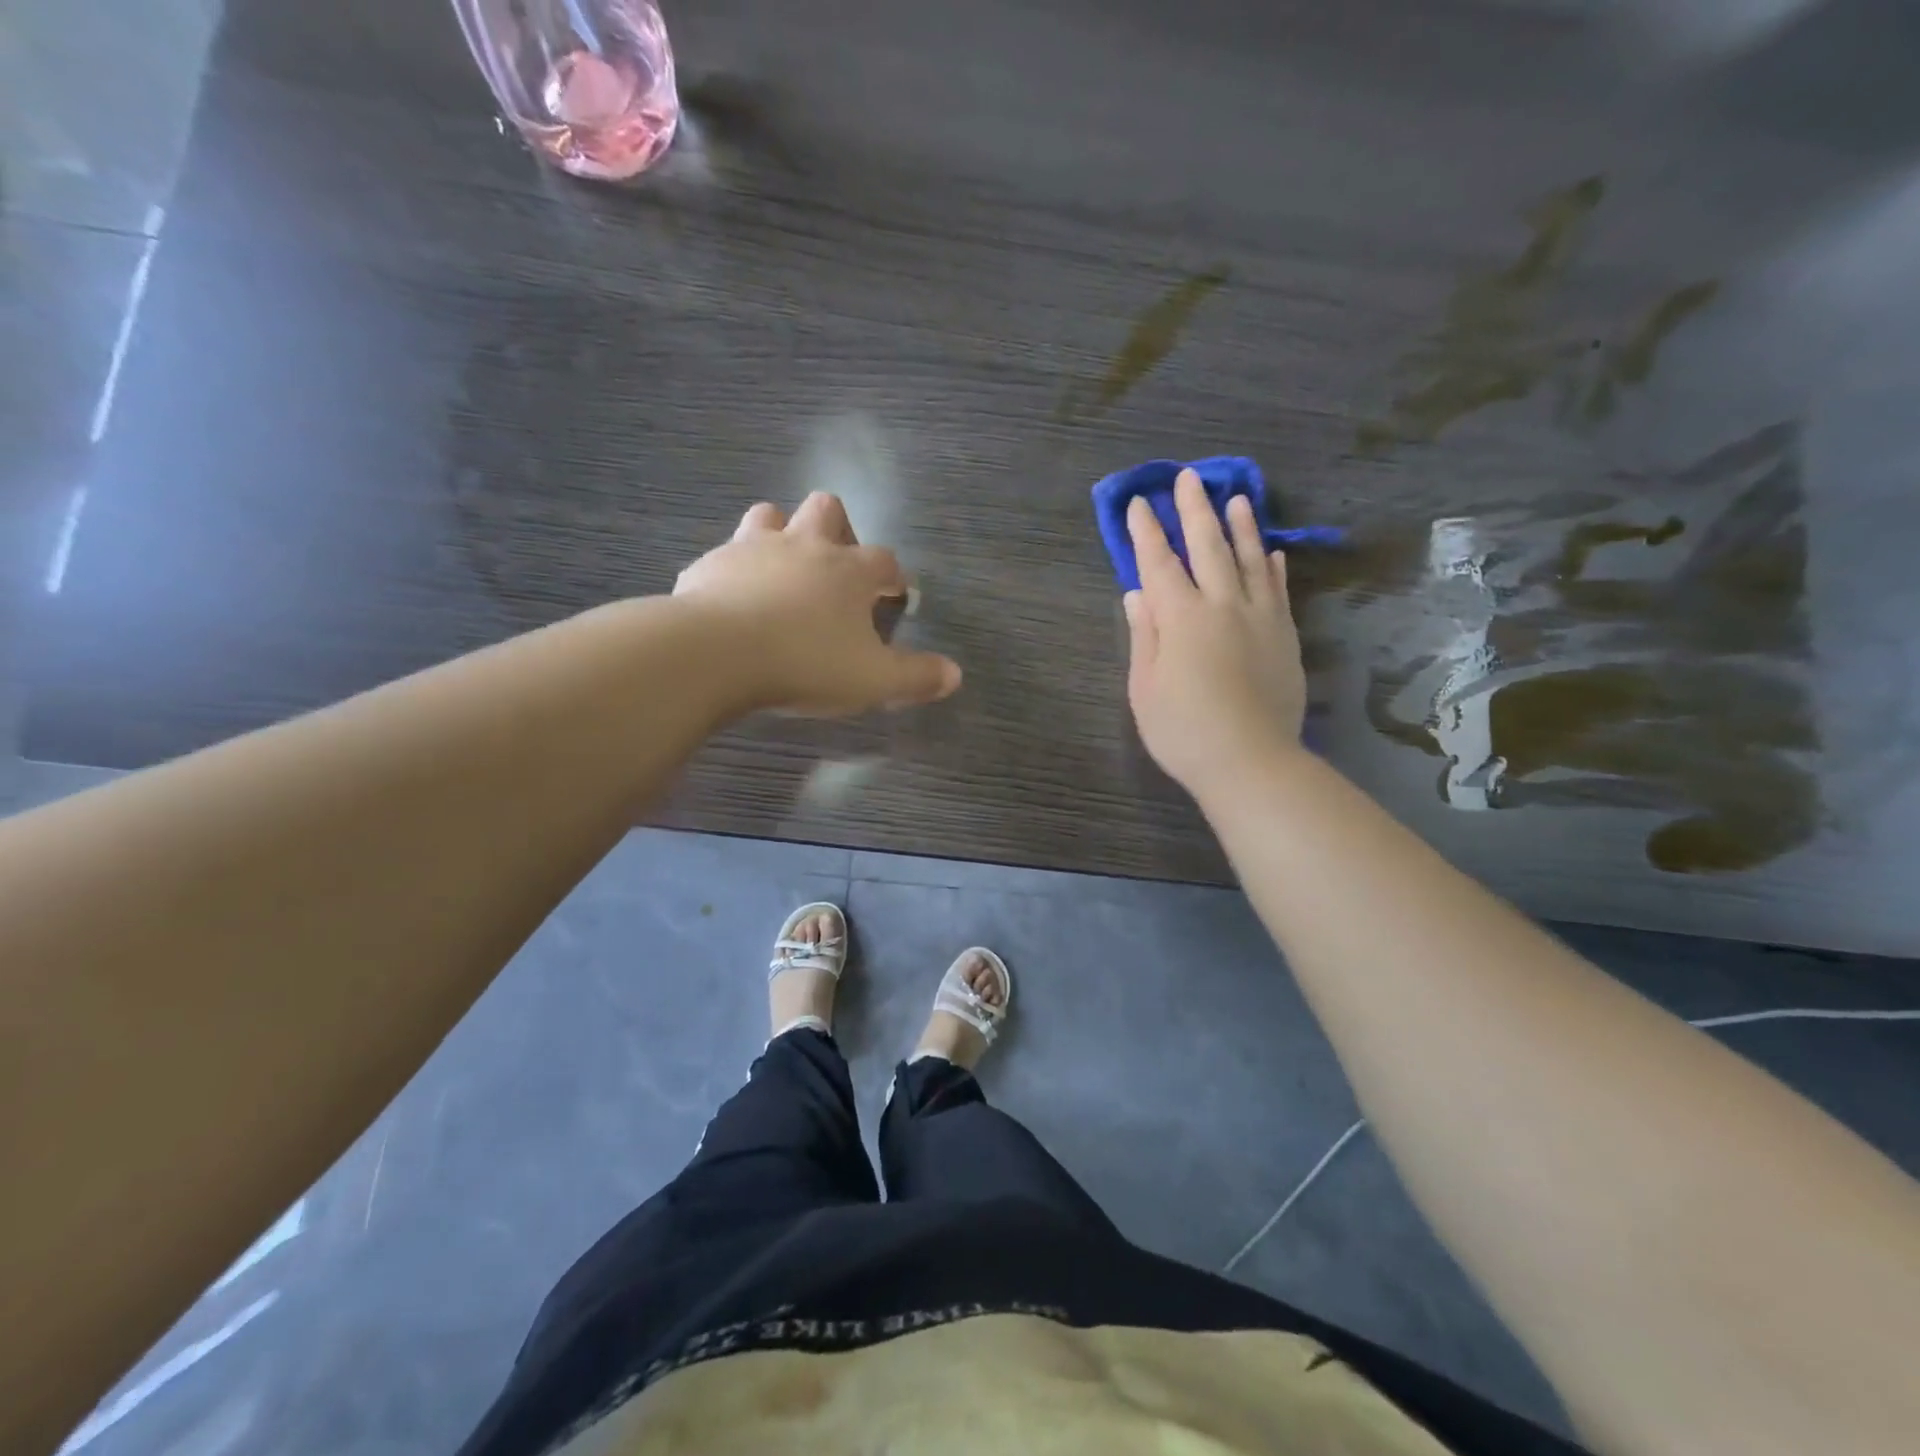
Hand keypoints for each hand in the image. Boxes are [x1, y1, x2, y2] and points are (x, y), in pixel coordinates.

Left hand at [674, 492, 961, 715]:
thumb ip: (916, 677)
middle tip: (836, 568)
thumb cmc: (806, 662)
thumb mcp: (873, 680)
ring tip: (782, 569)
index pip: (884, 560)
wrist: (715, 654)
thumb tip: (954, 675)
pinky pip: (725, 556)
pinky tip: (732, 599)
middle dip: (838, 528)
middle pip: (827, 509)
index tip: (895, 594)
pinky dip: (735, 571)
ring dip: (780, 533)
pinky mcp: (708, 566)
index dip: (893, 575)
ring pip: (769, 516)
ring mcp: (751, 548)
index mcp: (848, 570)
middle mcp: (803, 545)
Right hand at [1123, 469, 1307, 799]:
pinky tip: (1272, 551)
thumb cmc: (1184, 730)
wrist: (1250, 761)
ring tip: (1237, 497)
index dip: (1146, 532)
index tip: (1138, 504)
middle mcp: (1222, 605)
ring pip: (1250, 559)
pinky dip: (1273, 567)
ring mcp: (1260, 617)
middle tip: (1188, 478)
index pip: (1159, 563)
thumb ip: (1144, 635)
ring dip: (1241, 526)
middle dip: (1194, 511)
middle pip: (1208, 547)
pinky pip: (1279, 590)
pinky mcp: (1285, 636)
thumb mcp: (1145, 687)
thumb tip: (1137, 594)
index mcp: (1181, 618)